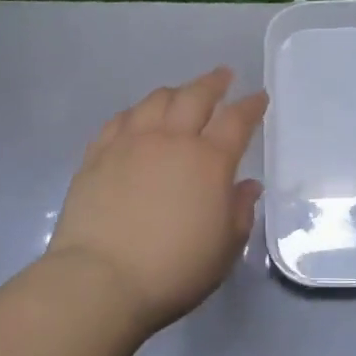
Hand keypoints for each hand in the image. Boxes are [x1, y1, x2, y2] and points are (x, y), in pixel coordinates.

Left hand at [47, 67, 267, 334]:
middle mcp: (171, 140)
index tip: (258, 97)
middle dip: (213, 82)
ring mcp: (130, 143)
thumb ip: (240, 211)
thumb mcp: (224, 248)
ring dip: (175, 92)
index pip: (236, 120)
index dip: (250, 105)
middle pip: (195, 96)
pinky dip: (136, 112)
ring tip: (181, 93)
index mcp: (209, 161)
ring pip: (155, 101)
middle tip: (223, 76)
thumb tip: (247, 186)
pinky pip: (120, 120)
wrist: (101, 280)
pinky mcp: (97, 155)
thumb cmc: (174, 270)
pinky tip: (138, 117)